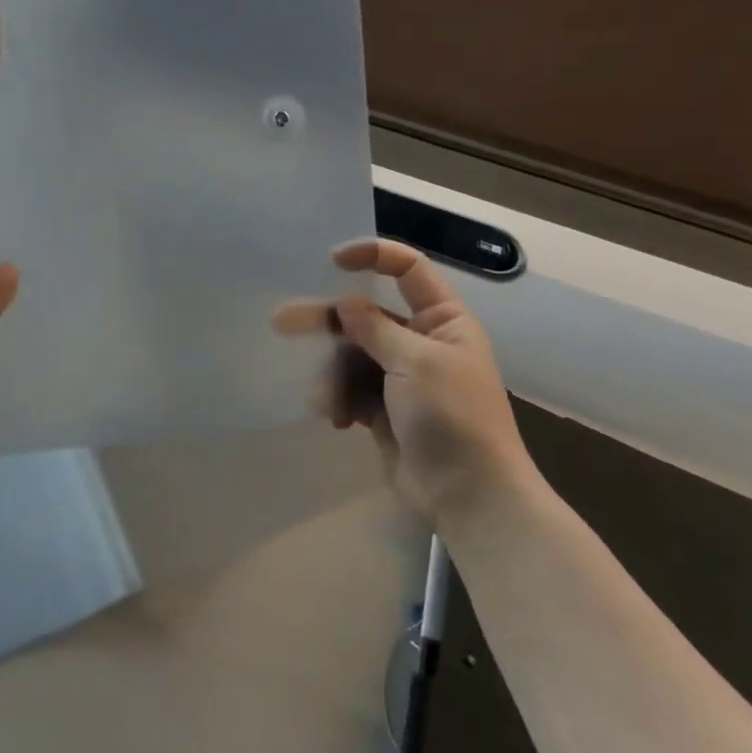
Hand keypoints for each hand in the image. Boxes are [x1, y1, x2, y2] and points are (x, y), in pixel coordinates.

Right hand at [275, 239, 532, 519]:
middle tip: (281, 321)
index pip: (408, 270)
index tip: (332, 261)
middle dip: (328, 323)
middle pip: (366, 317)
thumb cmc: (453, 417)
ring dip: (334, 374)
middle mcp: (421, 342)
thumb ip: (374, 328)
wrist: (470, 496)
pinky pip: (351, 389)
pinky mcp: (384, 409)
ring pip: (352, 356)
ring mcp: (401, 377)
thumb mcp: (416, 363)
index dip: (373, 256)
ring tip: (325, 399)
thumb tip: (344, 302)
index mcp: (443, 320)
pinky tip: (338, 419)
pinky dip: (341, 400)